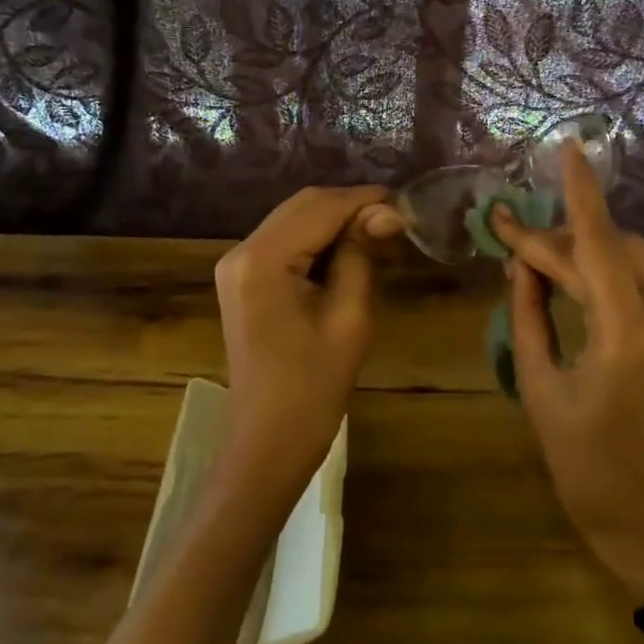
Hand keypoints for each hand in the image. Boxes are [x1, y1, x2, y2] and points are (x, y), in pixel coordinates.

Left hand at [213, 186, 404, 505]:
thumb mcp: (349, 317)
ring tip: (378, 237)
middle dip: (350, 207)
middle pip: (303, 206)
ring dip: (335, 222)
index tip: (406, 206)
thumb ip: (361, 255)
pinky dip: (317, 240)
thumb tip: (387, 212)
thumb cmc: (313, 388)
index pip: (320, 207)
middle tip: (395, 224)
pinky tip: (348, 253)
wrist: (268, 442)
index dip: (365, 201)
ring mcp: (237, 265)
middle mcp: (241, 251)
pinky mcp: (242, 279)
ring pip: (294, 220)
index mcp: (263, 259)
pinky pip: (284, 242)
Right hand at [491, 144, 643, 601]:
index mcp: (625, 338)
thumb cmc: (584, 468)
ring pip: (633, 264)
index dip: (582, 194)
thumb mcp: (541, 391)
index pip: (601, 246)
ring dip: (587, 255)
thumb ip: (530, 318)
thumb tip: (521, 265)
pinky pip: (643, 289)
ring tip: (536, 265)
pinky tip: (572, 288)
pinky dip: (606, 277)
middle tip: (509, 240)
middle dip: (561, 239)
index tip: (570, 148)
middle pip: (614, 251)